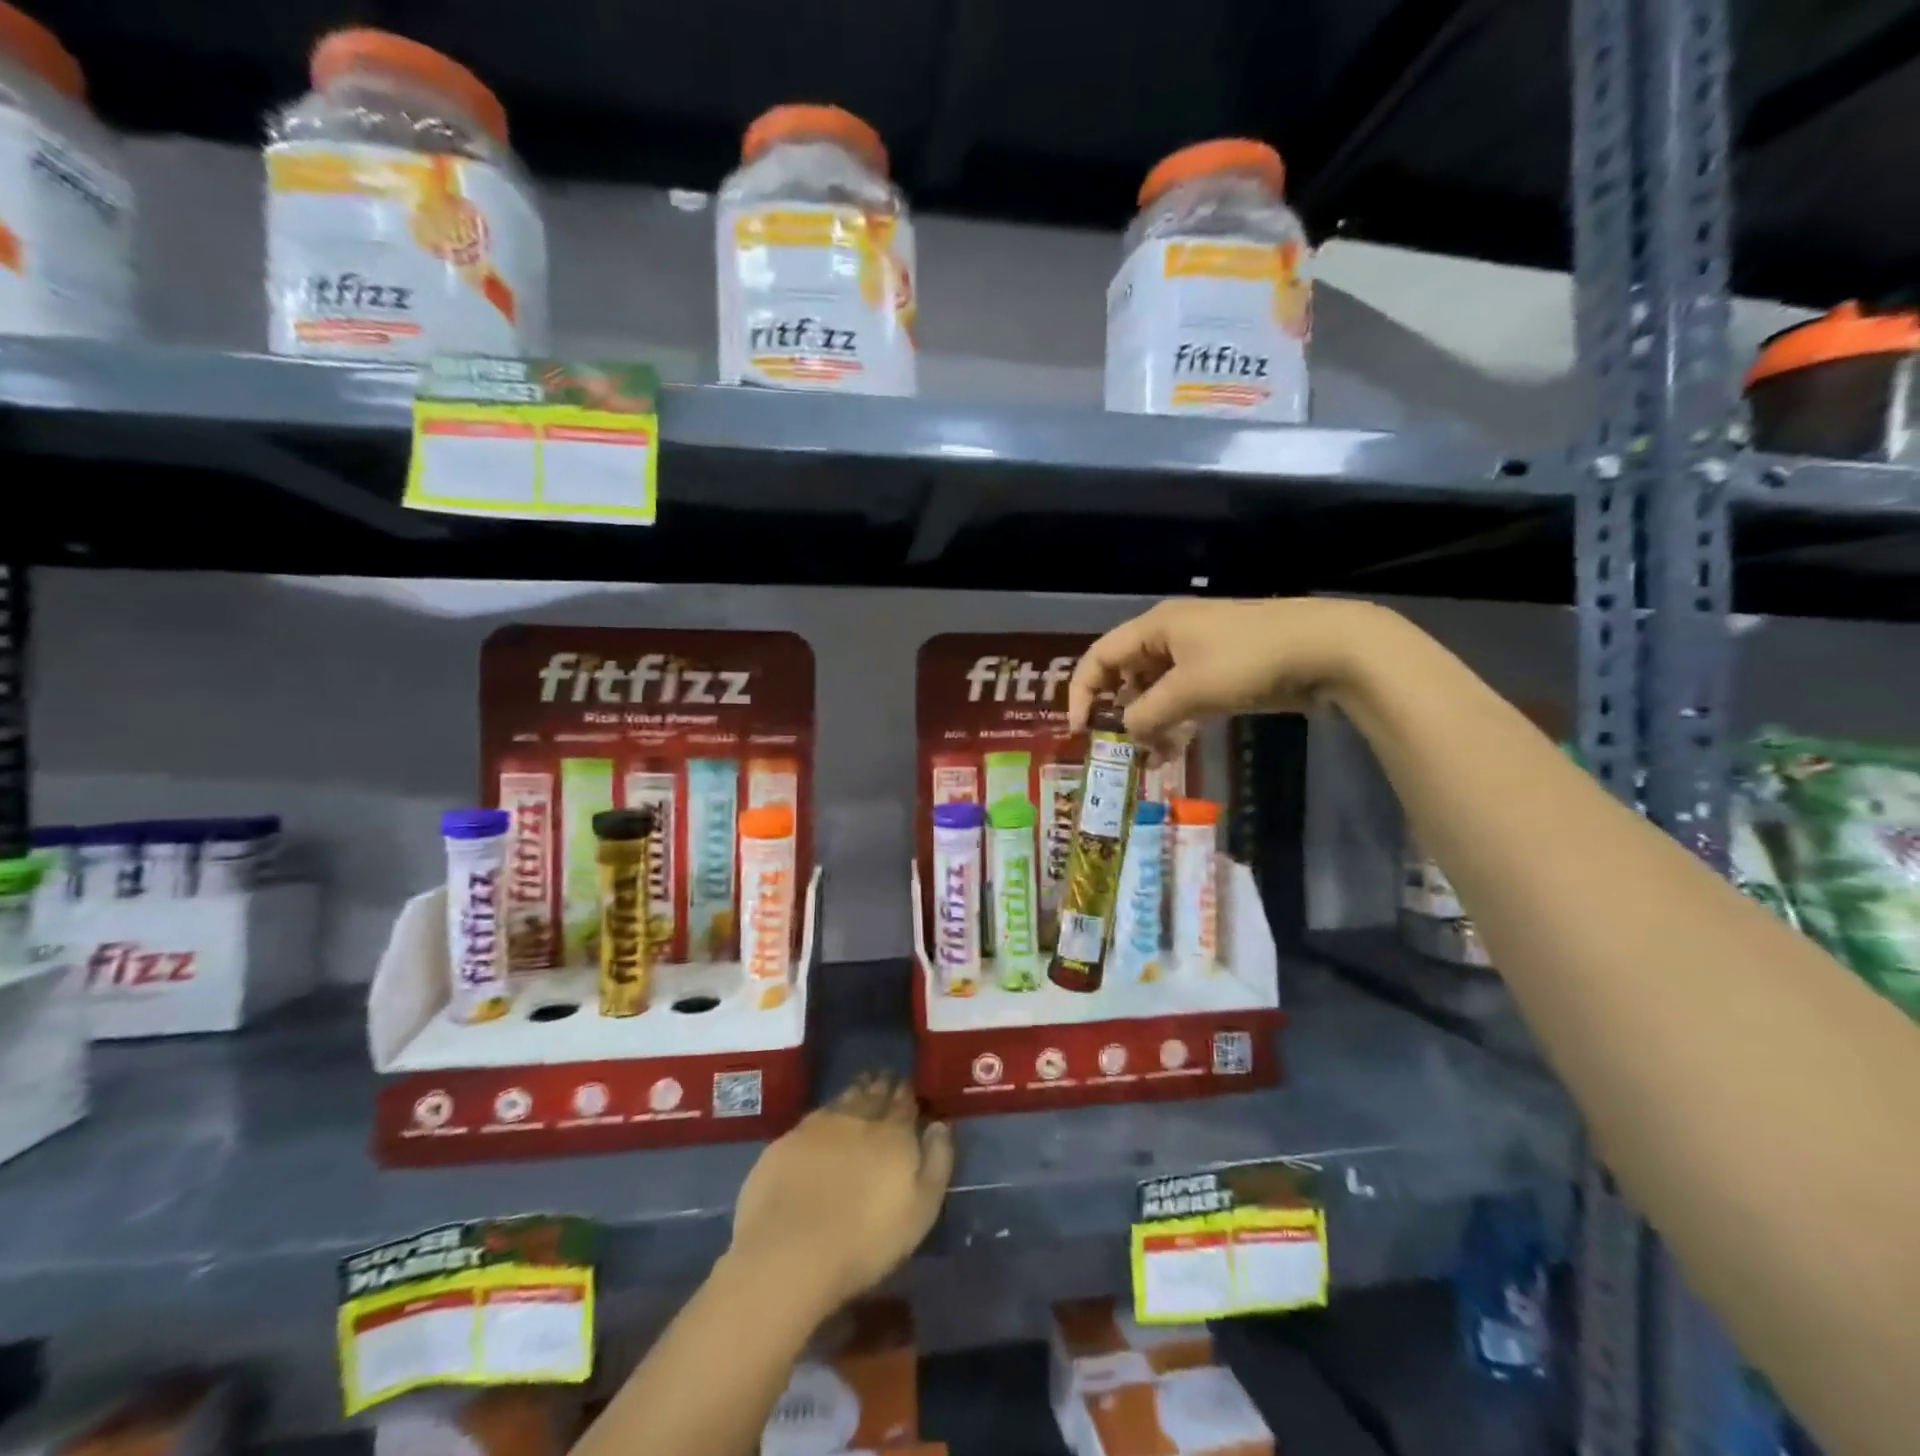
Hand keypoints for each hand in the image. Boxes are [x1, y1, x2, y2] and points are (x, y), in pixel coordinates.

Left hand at [729, 1073, 953, 1311]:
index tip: (908, 1084)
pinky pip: (815, 1115)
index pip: (904, 1103)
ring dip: (856, 1090)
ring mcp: (819, 1126)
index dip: (907, 1093)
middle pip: (873, 1094)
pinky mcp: (787, 1141)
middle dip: (882, 1084)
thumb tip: (940, 1124)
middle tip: (886, 1076)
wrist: (790, 1252)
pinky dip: (826, 1110)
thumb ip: (937, 1162)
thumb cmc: (866, 1241)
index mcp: (893, 1134)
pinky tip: (825, 1117)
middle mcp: (858, 1119)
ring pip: (844, 1098)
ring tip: (862, 1084)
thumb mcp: (921, 1210)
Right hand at [1068, 597, 1399, 751]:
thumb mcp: (1190, 689)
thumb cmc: (1248, 660)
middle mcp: (1170, 636)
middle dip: (1120, 713)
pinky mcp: (1221, 672)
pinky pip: (1183, 698)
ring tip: (1155, 757)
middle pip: (1126, 675)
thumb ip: (1147, 714)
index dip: (1082, 692)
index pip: (1100, 657)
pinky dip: (1175, 722)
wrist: (1326, 649)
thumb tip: (1127, 732)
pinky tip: (1178, 748)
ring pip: (1156, 690)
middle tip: (1123, 749)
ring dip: (1150, 723)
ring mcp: (1198, 654)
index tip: (1081, 731)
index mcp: (1155, 628)